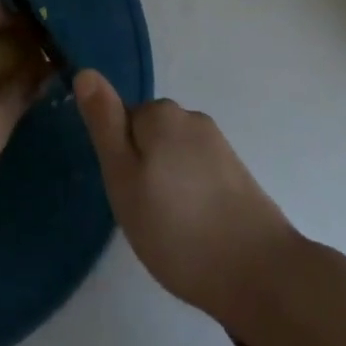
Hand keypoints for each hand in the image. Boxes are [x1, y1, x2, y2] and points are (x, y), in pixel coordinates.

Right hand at [74, 70, 300, 331]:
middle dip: (142, 170)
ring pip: (173, 157)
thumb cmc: (177, 229)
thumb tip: (85, 71)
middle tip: (145, 215)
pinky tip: (197, 230)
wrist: (261, 274)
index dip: (118, 159)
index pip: (121, 121)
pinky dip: (191, 197)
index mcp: (161, 114)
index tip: (127, 195)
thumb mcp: (123, 178)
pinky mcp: (238, 174)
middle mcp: (192, 119)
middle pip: (148, 136)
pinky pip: (198, 175)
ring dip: (167, 185)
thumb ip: (104, 123)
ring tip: (172, 230)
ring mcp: (219, 146)